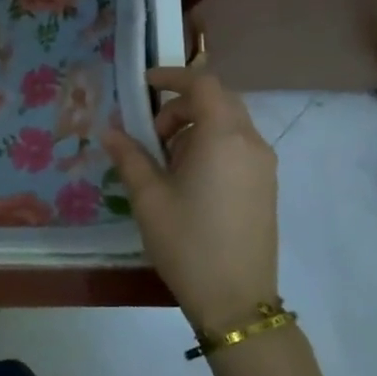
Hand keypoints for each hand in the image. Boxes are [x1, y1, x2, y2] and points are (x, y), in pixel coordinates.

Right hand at [103, 63, 279, 333]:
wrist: (236, 299)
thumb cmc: (186, 241)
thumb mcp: (148, 197)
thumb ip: (129, 156)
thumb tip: (109, 132)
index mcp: (223, 136)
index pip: (203, 83)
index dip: (172, 76)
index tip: (144, 84)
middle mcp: (251, 142)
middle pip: (219, 100)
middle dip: (182, 105)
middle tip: (151, 132)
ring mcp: (264, 165)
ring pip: (230, 124)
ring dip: (197, 126)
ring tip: (166, 160)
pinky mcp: (266, 186)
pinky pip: (238, 146)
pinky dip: (212, 145)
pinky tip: (189, 179)